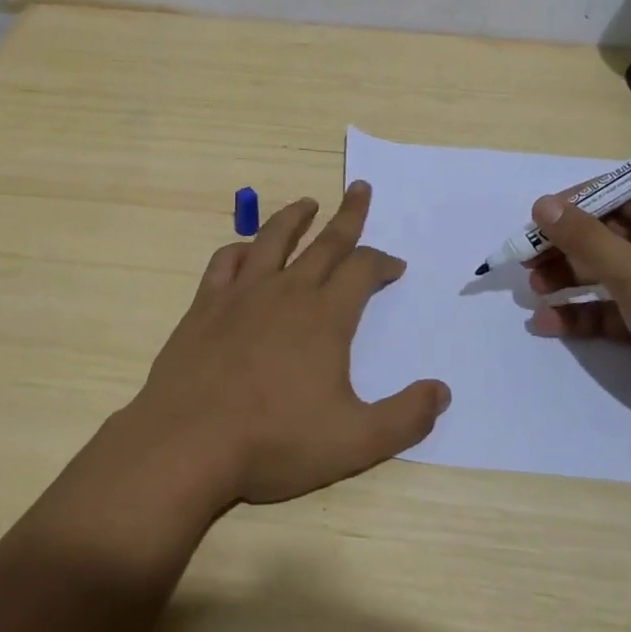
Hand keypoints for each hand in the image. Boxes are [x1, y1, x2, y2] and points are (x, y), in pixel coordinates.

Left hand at [126, 182, 450, 507]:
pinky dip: (241, 249)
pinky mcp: (206, 305)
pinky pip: (226, 262)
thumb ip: (405, 418)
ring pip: (273, 239)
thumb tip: (442, 391)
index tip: (394, 264)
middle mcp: (287, 291)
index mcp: (325, 316)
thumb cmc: (274, 442)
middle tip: (359, 189)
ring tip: (307, 203)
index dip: (383, 262)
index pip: (362, 270)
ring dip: (294, 217)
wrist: (188, 442)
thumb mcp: (354, 443)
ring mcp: (242, 293)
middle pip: (325, 242)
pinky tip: (246, 251)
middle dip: (348, 215)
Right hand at [526, 183, 630, 440]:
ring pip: (602, 271)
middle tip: (525, 260)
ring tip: (534, 290)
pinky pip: (608, 308)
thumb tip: (543, 204)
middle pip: (604, 232)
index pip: (619, 192)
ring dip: (566, 278)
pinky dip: (580, 313)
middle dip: (564, 246)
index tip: (538, 219)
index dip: (576, 202)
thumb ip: (587, 239)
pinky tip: (549, 323)